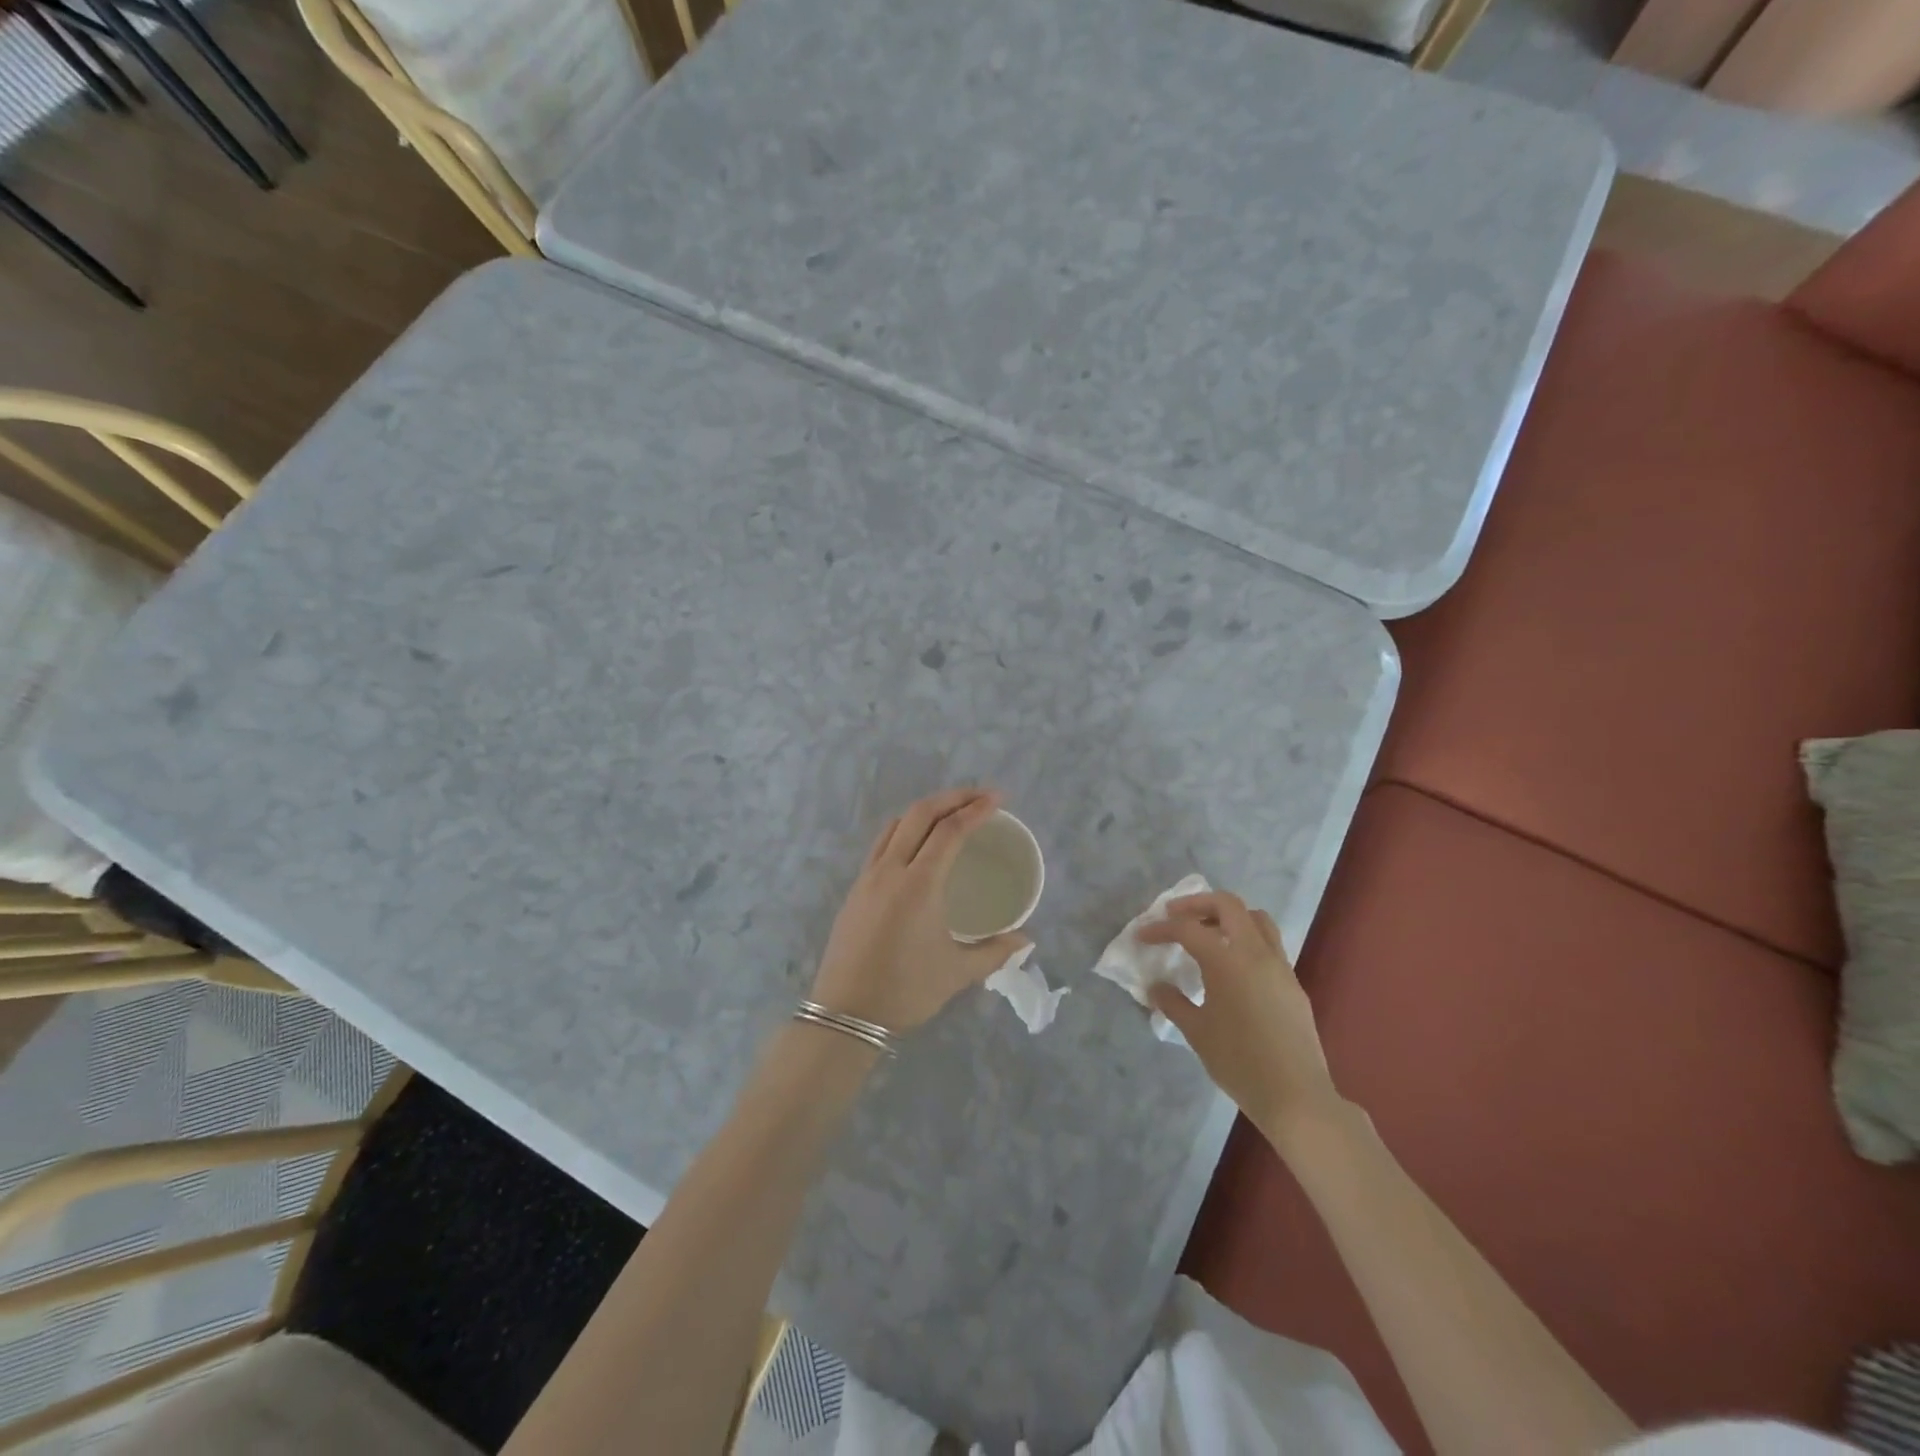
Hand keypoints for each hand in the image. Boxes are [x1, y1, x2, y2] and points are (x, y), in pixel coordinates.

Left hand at [811, 788, 1031, 1032]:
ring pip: (896, 824)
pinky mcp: (855, 889)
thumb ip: (994, 952)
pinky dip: (904, 829)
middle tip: (981, 796)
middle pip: (920, 814)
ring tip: (951, 812)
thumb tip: (1025, 941)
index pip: (949, 831)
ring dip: (926, 809)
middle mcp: (891, 870)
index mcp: (918, 885)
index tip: (998, 799)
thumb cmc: (904, 991)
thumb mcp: (956, 973)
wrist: (844, 1013)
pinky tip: (917, 844)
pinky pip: (882, 843)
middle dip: (952, 797)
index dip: (975, 809)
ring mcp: (868, 877)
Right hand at [1138, 891, 1343, 1143]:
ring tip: (1207, 932)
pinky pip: (1268, 944)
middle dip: (1197, 904)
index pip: (1188, 929)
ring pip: (1255, 919)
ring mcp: (1280, 966)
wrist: (1296, 1097)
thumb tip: (1156, 987)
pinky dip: (1245, 939)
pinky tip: (1232, 966)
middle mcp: (1256, 953)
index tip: (1142, 935)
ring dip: (1228, 916)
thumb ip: (1173, 1003)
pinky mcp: (1293, 983)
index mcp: (1228, 960)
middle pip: (1228, 904)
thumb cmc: (1239, 1063)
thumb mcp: (1197, 1033)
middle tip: (1175, 916)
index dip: (1161, 928)